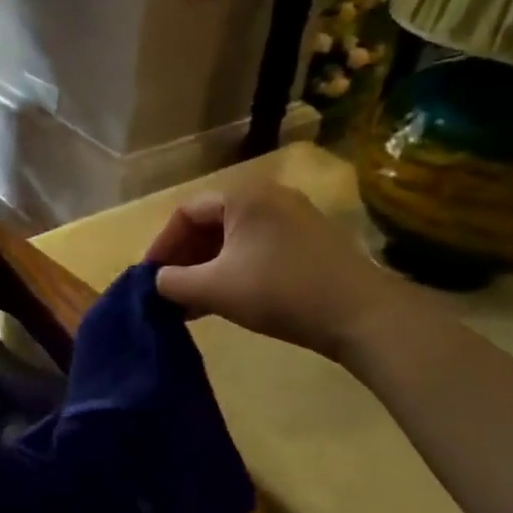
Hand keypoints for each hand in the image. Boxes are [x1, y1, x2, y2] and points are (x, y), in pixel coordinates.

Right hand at [143, 178, 413, 362]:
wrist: (362, 315)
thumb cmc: (280, 292)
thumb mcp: (215, 289)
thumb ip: (173, 282)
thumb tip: (157, 281)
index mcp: (243, 197)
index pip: (185, 213)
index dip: (161, 245)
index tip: (150, 277)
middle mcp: (269, 197)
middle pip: (210, 224)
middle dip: (185, 259)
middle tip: (170, 290)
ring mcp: (295, 218)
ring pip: (234, 240)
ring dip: (208, 269)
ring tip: (193, 303)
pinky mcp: (311, 243)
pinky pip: (258, 249)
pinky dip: (235, 270)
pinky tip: (226, 300)